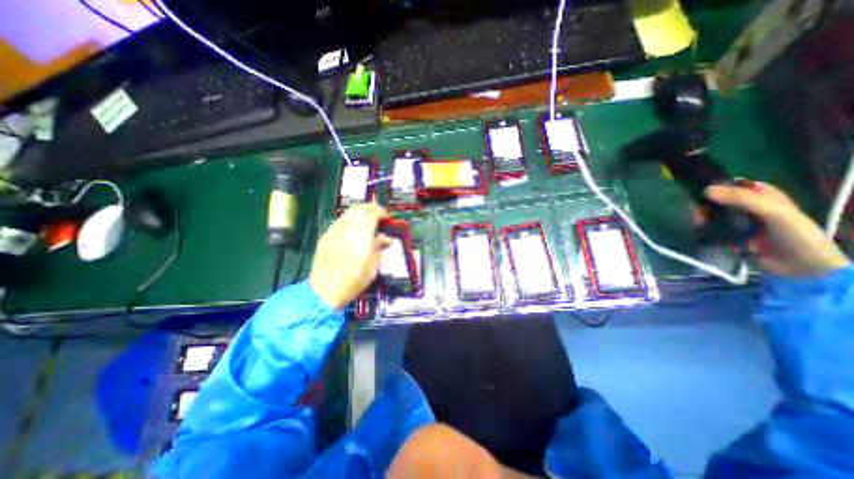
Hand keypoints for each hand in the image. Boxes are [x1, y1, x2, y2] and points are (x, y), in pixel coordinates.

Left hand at [309, 202, 390, 307]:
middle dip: (371, 208)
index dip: (382, 213)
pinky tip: (353, 229)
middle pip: (360, 208)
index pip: (373, 214)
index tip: (387, 218)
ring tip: (367, 219)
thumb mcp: (373, 265)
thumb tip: (387, 239)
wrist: (326, 289)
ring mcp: (335, 230)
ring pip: (349, 212)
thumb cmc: (354, 280)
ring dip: (360, 212)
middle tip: (378, 214)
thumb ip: (380, 247)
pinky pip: (340, 221)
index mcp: (363, 235)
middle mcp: (348, 228)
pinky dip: (350, 220)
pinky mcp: (327, 235)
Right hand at [703, 180, 850, 276]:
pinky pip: (712, 229)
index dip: (716, 186)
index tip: (699, 191)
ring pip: (712, 215)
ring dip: (703, 218)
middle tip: (697, 211)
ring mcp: (739, 222)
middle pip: (718, 201)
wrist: (800, 266)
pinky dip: (704, 229)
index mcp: (762, 195)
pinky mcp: (729, 235)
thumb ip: (741, 199)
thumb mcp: (772, 211)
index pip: (734, 185)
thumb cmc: (793, 233)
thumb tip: (705, 190)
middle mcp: (748, 207)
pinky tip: (700, 230)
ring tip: (698, 223)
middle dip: (705, 205)